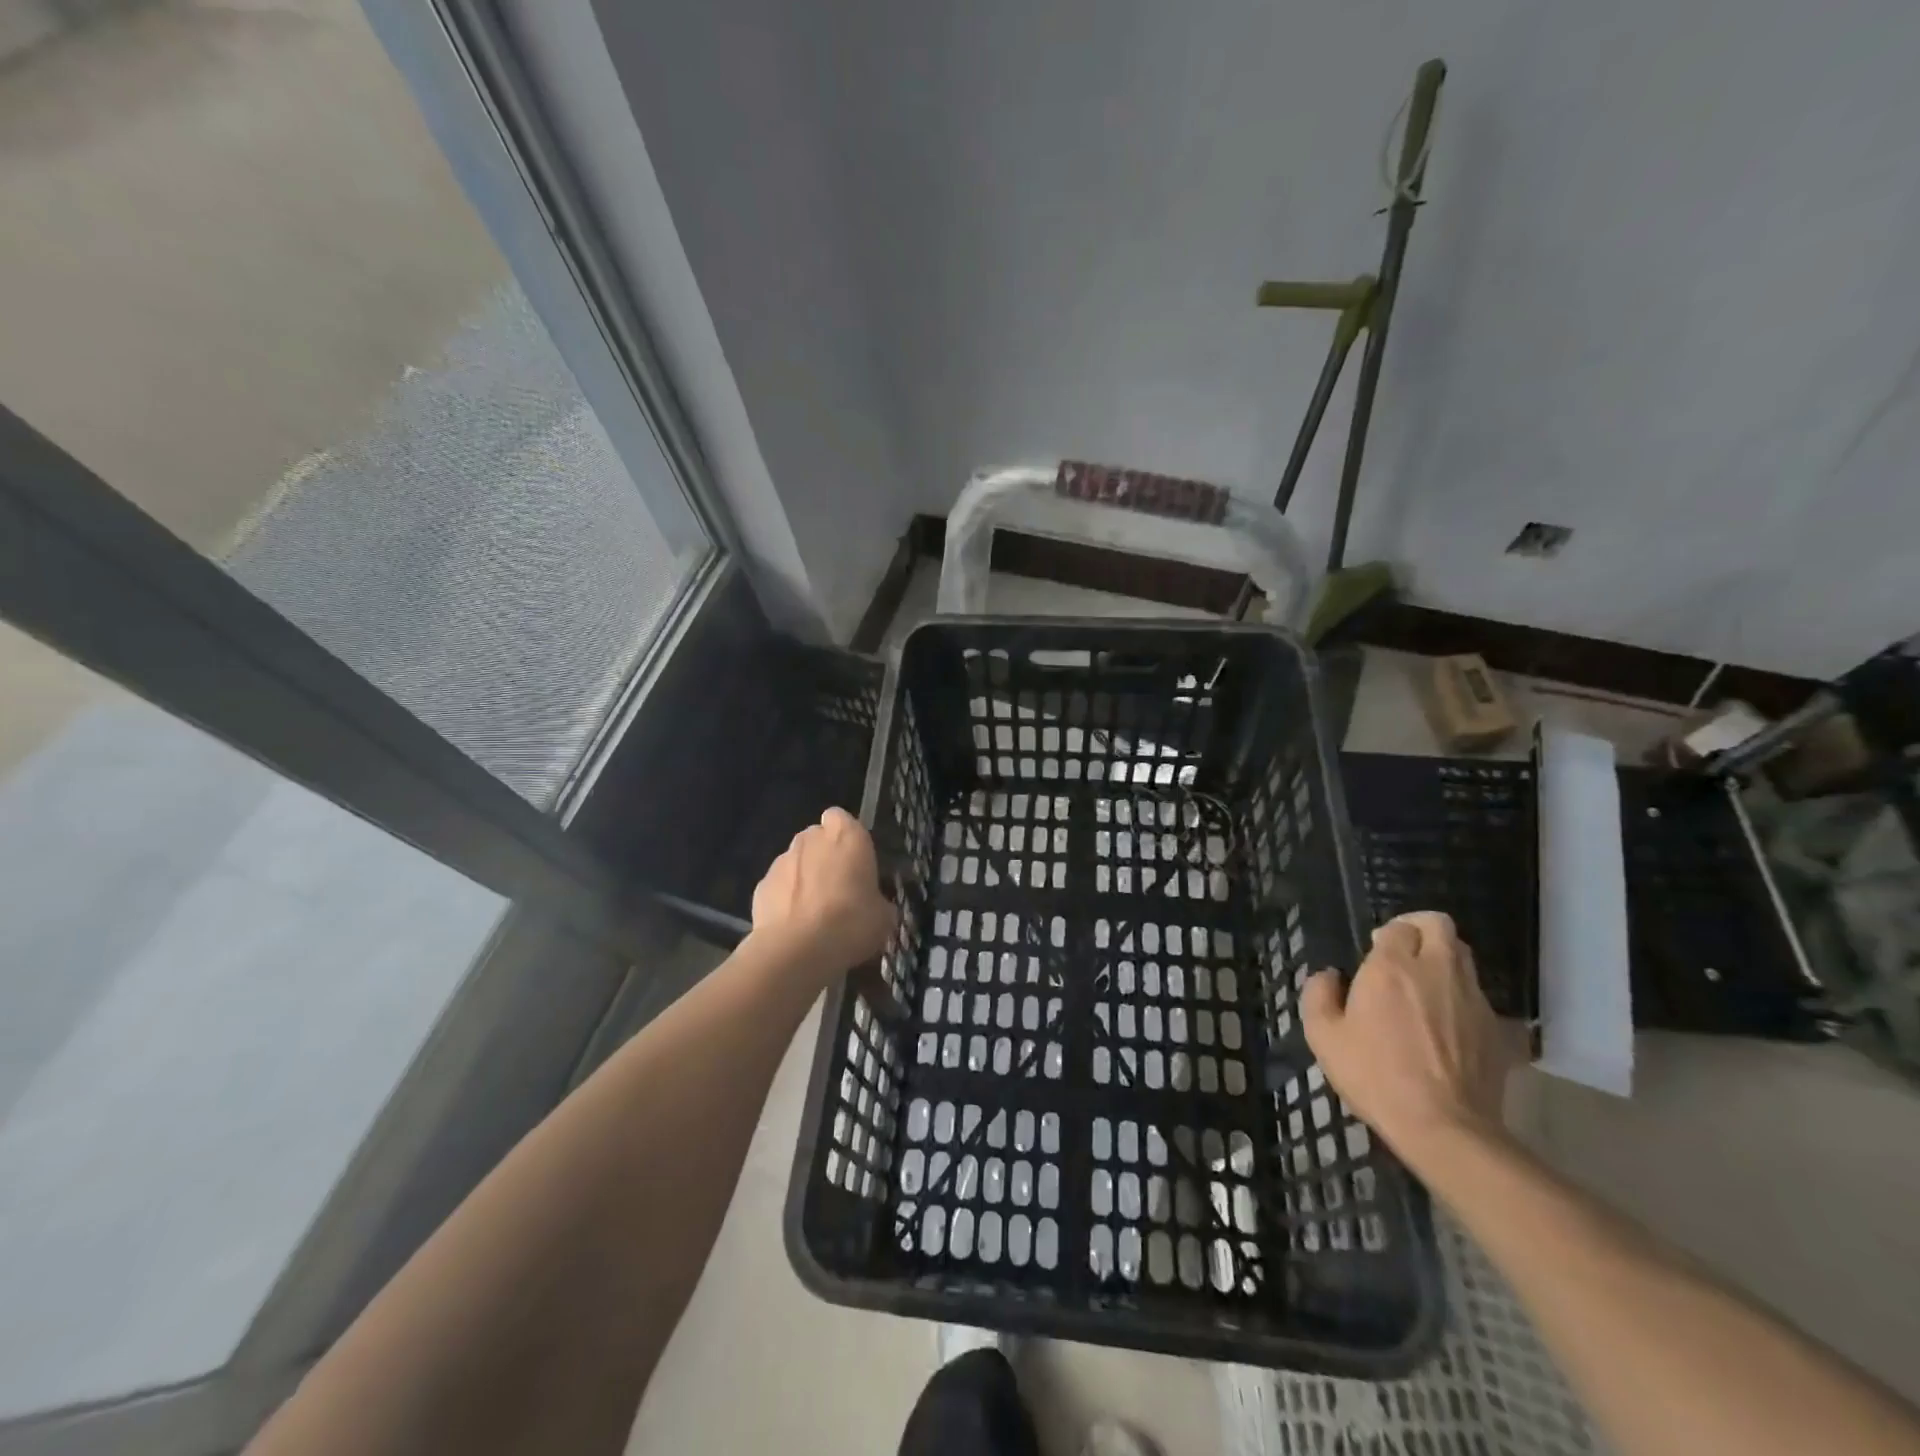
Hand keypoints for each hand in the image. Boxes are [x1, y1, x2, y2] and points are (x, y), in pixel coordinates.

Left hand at [749, 808, 895, 983]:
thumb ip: (877, 899)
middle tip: (837, 889)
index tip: (855, 862)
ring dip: (804, 878)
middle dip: (824, 857)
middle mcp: (811, 839)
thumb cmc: (852, 923)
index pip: (842, 818)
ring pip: (795, 862)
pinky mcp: (761, 885)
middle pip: (816, 838)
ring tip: (814, 914)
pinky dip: (784, 900)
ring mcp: (781, 860)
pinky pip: (778, 887)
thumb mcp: (884, 915)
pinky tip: (794, 927)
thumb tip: (874, 905)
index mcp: (847, 835)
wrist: (799, 950)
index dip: (846, 837)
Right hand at [1300, 911, 1510, 1167]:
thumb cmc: (1375, 1075)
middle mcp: (1436, 971)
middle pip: (1439, 925)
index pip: (1398, 927)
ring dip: (1443, 961)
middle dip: (1421, 930)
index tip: (1374, 954)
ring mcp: (1472, 999)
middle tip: (1403, 955)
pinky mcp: (1497, 1029)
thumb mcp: (1323, 1036)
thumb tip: (1328, 975)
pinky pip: (1478, 997)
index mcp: (1391, 967)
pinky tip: (1446, 1027)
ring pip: (1464, 957)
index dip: (1386, 935)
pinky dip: (1462, 999)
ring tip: (1425, 988)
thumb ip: (1318, 995)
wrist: (1444, 1128)